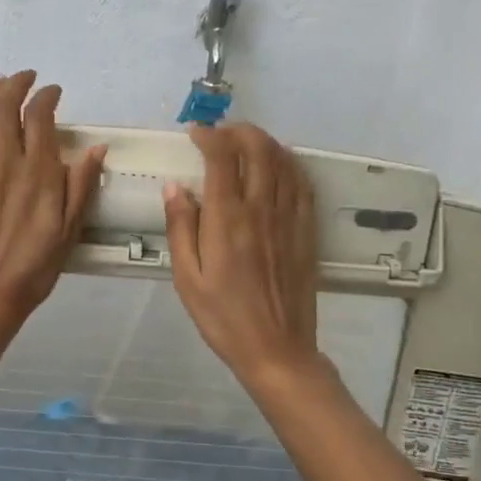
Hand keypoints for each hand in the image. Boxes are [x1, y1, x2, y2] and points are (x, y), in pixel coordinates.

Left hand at [0, 72, 106, 336]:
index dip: (46, 96)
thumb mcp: (70, 230)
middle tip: (26, 77)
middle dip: (16, 84)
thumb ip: (81, 186)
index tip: (53, 91)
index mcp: (39, 173)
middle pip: (6, 108)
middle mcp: (7, 163)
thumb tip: (96, 149)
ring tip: (1, 82)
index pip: (40, 117)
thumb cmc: (34, 268)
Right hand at [163, 123, 325, 388]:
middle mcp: (261, 210)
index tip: (195, 133)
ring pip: (283, 161)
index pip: (222, 159)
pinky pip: (302, 184)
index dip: (209, 136)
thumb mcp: (187, 278)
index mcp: (227, 220)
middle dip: (239, 131)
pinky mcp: (305, 231)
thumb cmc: (223, 317)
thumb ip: (181, 228)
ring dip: (264, 142)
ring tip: (245, 142)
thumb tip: (175, 187)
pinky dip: (289, 164)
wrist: (276, 349)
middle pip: (258, 149)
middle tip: (221, 134)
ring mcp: (288, 218)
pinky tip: (278, 165)